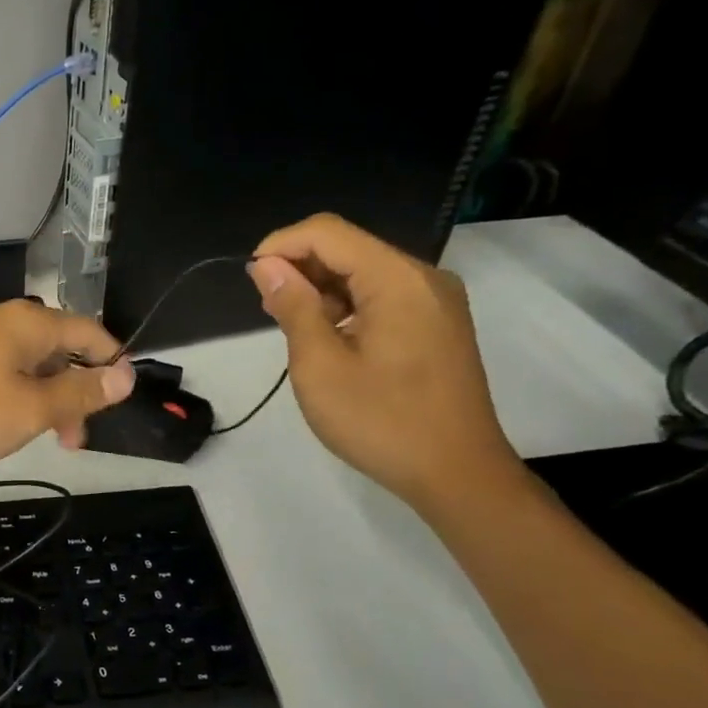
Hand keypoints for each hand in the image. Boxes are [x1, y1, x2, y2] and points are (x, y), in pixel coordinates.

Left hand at [0, 300, 135, 467]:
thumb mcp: (31, 409)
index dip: (112, 362)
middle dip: (74, 391)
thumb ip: (80, 393)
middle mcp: (1, 320)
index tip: (121, 398)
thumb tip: (126, 374)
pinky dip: (14, 395)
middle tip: (74, 439)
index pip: (90, 331)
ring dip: (44, 398)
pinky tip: (1, 423)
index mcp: (29, 324)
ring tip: (39, 437)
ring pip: (26, 364)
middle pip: (57, 349)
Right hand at [248, 214, 521, 513]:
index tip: (250, 278)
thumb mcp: (320, 366)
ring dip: (321, 288)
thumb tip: (266, 266)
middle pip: (348, 247)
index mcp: (397, 280)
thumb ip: (293, 307)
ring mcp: (435, 301)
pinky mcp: (437, 324)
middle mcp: (423, 278)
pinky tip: (327, 336)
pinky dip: (347, 305)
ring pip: (364, 271)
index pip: (327, 233)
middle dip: (299, 267)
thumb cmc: (381, 421)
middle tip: (267, 309)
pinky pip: (383, 295)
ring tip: (291, 326)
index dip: (280, 245)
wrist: (457, 474)